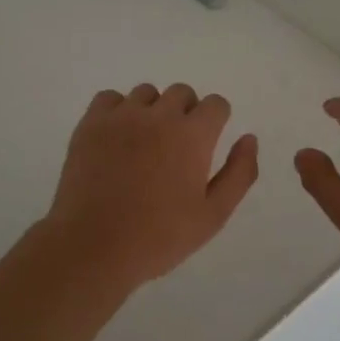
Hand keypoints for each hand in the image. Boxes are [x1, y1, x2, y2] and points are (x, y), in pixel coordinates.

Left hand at [41, 83, 259, 290]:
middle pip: (182, 93)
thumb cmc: (160, 237)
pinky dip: (118, 111)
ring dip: (153, 111)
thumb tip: (249, 138)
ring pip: (146, 94)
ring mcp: (122, 116)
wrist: (93, 247)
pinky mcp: (90, 124)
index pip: (216, 104)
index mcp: (193, 135)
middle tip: (177, 148)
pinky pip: (110, 98)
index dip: (216, 121)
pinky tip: (117, 138)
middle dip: (186, 113)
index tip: (206, 144)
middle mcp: (159, 115)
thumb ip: (239, 173)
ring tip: (144, 145)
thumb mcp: (213, 215)